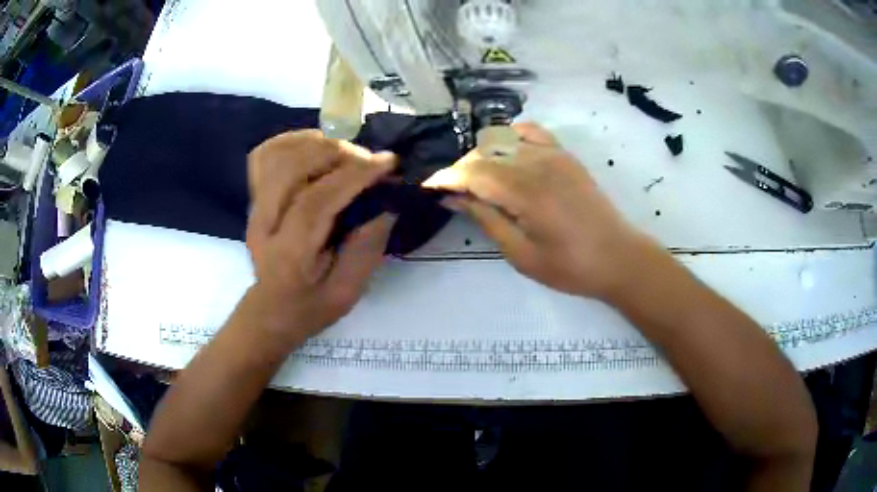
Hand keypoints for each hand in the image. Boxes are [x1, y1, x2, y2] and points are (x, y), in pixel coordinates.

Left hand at [245, 130, 396, 342]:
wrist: (272, 310)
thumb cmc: (311, 305)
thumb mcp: (348, 290)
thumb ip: (366, 248)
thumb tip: (388, 204)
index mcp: (289, 253)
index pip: (316, 201)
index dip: (354, 175)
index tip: (388, 163)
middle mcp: (264, 223)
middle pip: (291, 168)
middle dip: (336, 153)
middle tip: (367, 160)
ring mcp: (254, 207)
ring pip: (276, 155)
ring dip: (315, 143)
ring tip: (344, 152)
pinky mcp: (253, 197)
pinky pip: (264, 154)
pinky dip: (291, 141)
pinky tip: (315, 145)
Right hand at [424, 123, 652, 298]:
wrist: (618, 257)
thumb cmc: (570, 267)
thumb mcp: (521, 254)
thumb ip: (486, 219)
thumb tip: (454, 198)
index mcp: (527, 193)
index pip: (474, 173)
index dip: (447, 177)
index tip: (429, 187)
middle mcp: (539, 165)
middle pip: (485, 152)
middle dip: (461, 168)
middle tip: (452, 192)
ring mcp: (555, 155)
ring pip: (504, 140)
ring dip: (482, 155)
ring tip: (476, 178)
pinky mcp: (566, 155)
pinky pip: (531, 132)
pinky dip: (510, 136)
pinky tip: (504, 151)